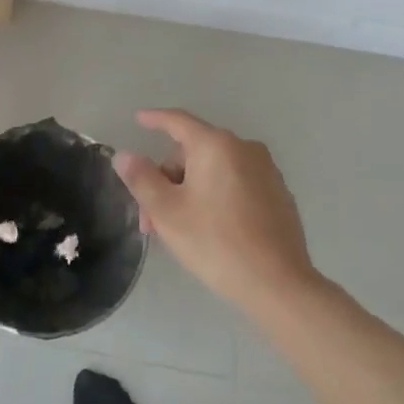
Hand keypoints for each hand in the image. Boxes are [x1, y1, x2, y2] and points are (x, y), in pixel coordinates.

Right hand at [113, 110, 320, 312]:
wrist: (278, 284)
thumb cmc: (215, 242)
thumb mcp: (167, 212)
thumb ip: (141, 178)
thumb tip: (125, 155)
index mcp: (216, 145)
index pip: (178, 121)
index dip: (155, 119)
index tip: (139, 119)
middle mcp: (245, 149)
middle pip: (194, 152)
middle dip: (167, 179)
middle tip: (151, 219)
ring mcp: (266, 171)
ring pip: (214, 170)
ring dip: (189, 191)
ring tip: (177, 228)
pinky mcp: (279, 194)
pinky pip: (235, 183)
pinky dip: (215, 196)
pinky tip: (209, 228)